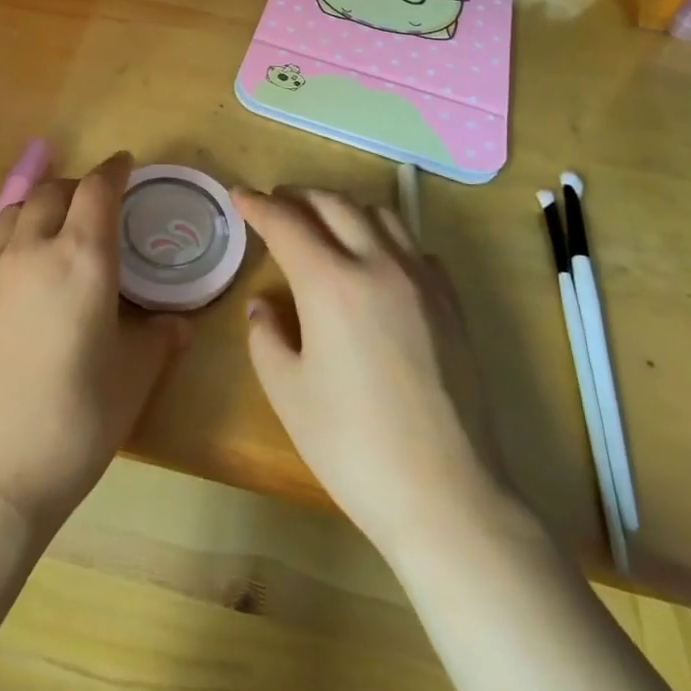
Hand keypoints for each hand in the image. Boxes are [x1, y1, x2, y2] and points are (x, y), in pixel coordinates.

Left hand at [0, 153, 189, 535]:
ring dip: (43, 203)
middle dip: (80, 185)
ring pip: (18, 210)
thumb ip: (157, 340)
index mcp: (82, 259)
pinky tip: (28, 268)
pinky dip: (18, 233)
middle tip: (100, 202)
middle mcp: (35, 251)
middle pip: (54, 191)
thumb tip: (177, 324)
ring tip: (60, 224)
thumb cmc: (73, 423)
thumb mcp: (131, 381)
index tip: (127, 164)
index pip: (98, 190)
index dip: (115, 169)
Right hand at [237, 187, 509, 554]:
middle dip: (299, 196)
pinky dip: (387, 238)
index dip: (257, 206)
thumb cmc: (353, 447)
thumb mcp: (288, 394)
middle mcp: (377, 263)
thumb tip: (264, 305)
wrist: (447, 495)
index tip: (239, 195)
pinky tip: (379, 262)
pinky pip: (415, 247)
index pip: (286, 223)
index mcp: (330, 281)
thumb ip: (266, 337)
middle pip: (334, 204)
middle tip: (277, 203)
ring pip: (380, 215)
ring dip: (345, 209)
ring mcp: (421, 279)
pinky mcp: (451, 302)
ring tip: (326, 224)